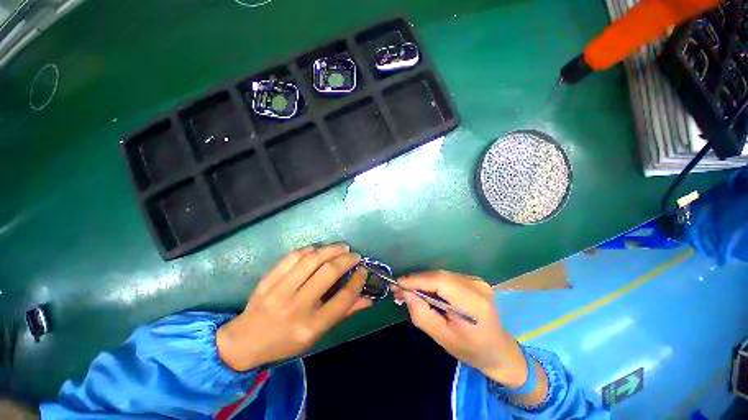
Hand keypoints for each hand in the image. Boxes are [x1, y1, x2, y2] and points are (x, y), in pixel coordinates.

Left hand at [216, 244, 371, 370]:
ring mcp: (280, 291)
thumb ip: (344, 313)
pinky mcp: (268, 279)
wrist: (245, 341)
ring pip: (312, 260)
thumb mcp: (317, 334)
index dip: (358, 280)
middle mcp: (297, 307)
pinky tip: (319, 249)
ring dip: (331, 249)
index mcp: (311, 325)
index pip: (343, 298)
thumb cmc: (286, 341)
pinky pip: (293, 257)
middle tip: (355, 255)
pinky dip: (310, 249)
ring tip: (342, 247)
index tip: (363, 270)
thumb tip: (368, 298)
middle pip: (329, 273)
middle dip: (347, 260)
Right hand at [394, 271, 527, 386]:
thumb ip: (421, 313)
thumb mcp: (442, 337)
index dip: (417, 280)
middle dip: (417, 281)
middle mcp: (477, 286)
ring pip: (441, 275)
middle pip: (439, 276)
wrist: (498, 350)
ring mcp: (477, 281)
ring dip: (423, 281)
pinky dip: (433, 283)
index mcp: (473, 303)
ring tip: (409, 291)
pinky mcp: (473, 280)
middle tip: (399, 289)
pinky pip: (447, 277)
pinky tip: (425, 292)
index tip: (397, 284)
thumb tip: (404, 292)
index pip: (440, 282)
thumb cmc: (470, 350)